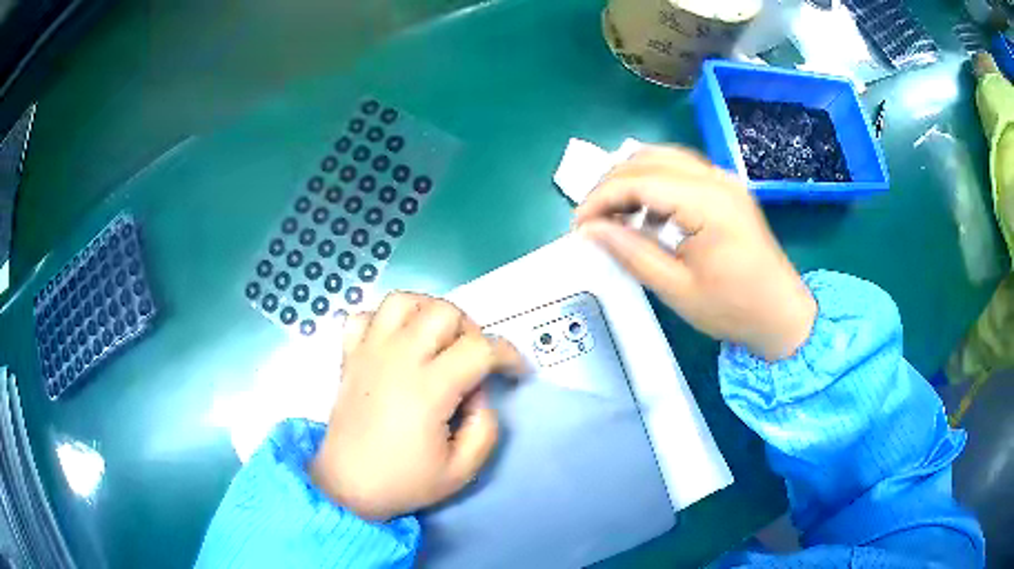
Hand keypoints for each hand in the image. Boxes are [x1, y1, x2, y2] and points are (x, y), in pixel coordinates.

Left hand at [310, 293, 524, 521]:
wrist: (347, 486)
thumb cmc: (404, 482)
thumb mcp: (462, 471)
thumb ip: (486, 428)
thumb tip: (479, 392)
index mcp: (428, 389)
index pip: (480, 348)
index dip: (508, 355)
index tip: (516, 372)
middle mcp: (398, 359)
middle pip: (444, 312)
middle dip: (470, 329)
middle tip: (472, 360)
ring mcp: (369, 352)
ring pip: (402, 300)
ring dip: (428, 312)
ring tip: (436, 340)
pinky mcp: (349, 356)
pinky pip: (364, 315)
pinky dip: (383, 320)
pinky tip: (395, 343)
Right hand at [574, 145, 816, 360]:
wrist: (781, 314)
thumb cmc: (733, 309)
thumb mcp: (677, 289)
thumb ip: (632, 253)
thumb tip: (591, 230)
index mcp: (708, 202)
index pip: (640, 180)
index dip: (601, 198)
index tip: (579, 226)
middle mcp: (716, 178)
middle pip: (648, 159)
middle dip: (611, 184)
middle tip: (592, 219)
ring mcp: (724, 179)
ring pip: (663, 157)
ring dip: (631, 178)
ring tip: (612, 212)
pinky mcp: (726, 187)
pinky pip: (680, 169)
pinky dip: (653, 182)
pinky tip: (644, 211)